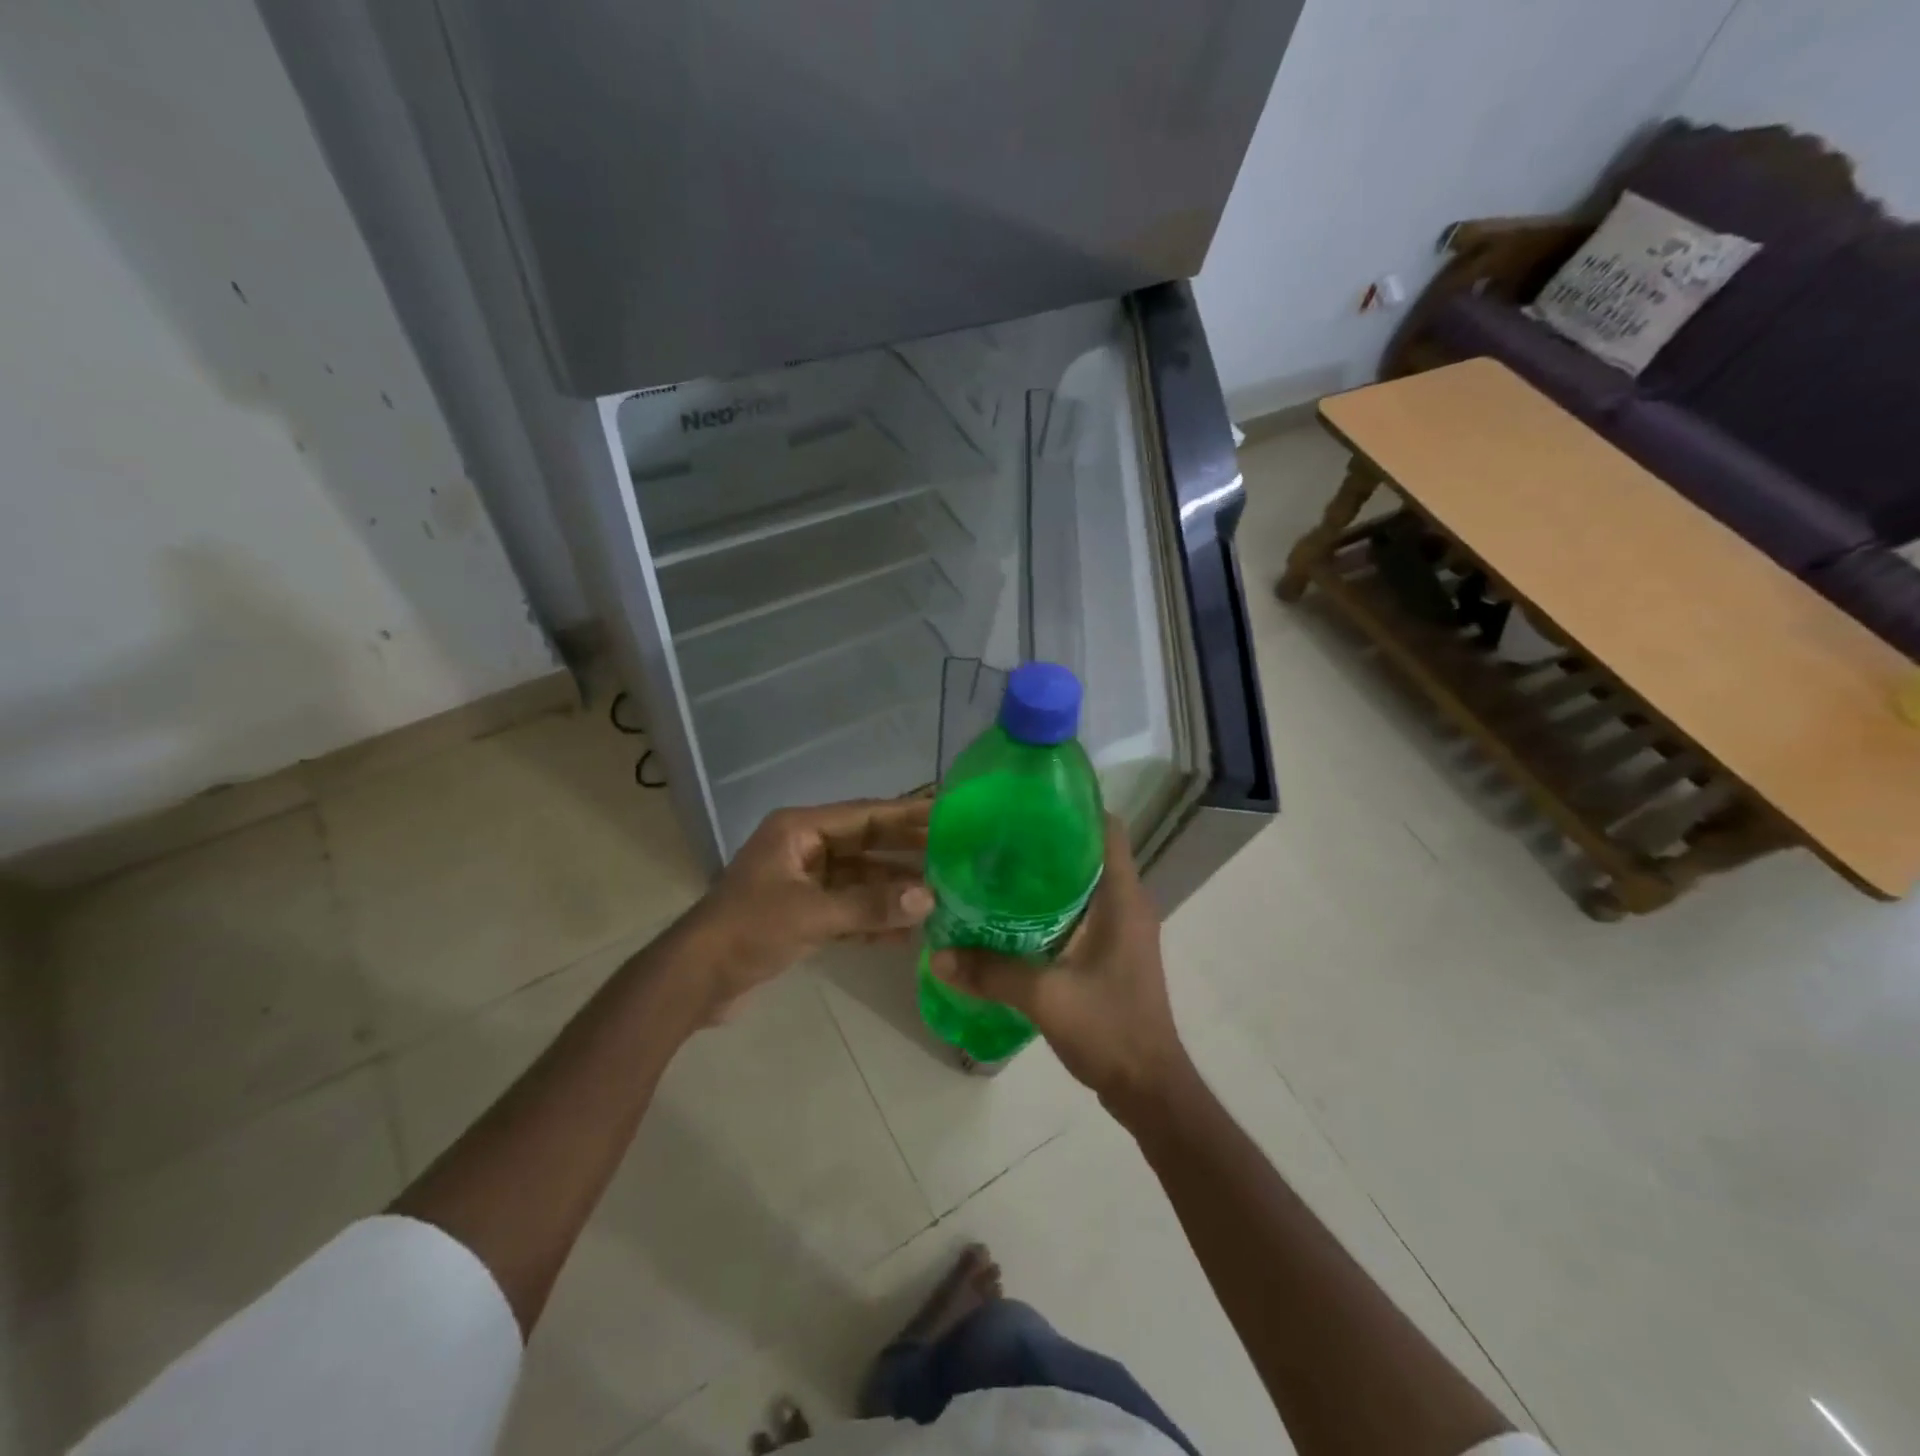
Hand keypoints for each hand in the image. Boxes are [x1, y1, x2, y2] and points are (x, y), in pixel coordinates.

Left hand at [685, 798, 933, 1020]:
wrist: (695, 980)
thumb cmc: (748, 930)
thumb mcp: (811, 914)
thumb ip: (870, 905)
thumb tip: (929, 899)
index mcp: (799, 830)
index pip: (865, 814)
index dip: (907, 813)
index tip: (948, 813)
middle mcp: (804, 848)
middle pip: (866, 845)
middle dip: (906, 854)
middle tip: (955, 857)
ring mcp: (803, 883)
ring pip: (860, 880)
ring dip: (892, 892)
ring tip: (939, 900)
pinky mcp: (802, 915)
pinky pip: (848, 909)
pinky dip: (872, 920)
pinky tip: (906, 935)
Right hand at [930, 814, 1189, 1109]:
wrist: (1148, 1088)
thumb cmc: (1109, 1029)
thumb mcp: (1045, 997)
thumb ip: (991, 973)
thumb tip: (936, 954)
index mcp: (1123, 897)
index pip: (1106, 828)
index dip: (1073, 806)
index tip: (1027, 802)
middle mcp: (1127, 903)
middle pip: (1089, 851)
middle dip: (1046, 840)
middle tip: (996, 837)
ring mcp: (1122, 929)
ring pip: (1083, 883)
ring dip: (1046, 875)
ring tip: (996, 870)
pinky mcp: (1112, 951)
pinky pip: (1081, 911)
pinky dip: (1051, 906)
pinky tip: (1012, 916)